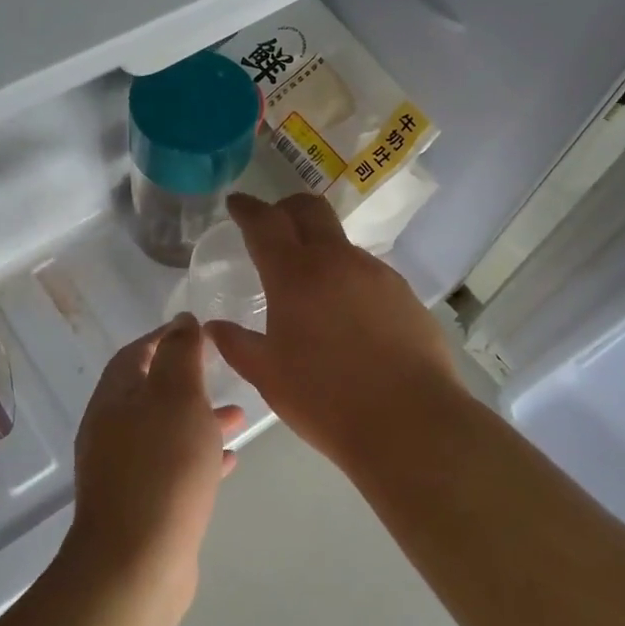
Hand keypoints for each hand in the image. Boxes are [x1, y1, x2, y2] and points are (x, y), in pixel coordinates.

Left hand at [63, 315, 241, 605]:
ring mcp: (124, 471)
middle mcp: (111, 431)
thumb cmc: (162, 467)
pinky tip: (229, 461)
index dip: (166, 337)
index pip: (136, 353)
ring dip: (199, 419)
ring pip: (166, 431)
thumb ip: (180, 353)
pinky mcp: (141, 505)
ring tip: (239, 416)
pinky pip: (173, 468)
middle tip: (223, 371)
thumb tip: (181, 320)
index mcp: (114, 399)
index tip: (200, 330)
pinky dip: (199, 457)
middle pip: (151, 392)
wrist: (137, 564)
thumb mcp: (177, 396)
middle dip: (188, 380)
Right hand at [206, 193, 461, 463]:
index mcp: (295, 275)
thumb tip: (214, 326)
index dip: (247, 208)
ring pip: (341, 243)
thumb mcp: (268, 376)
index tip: (236, 203)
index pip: (265, 222)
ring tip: (310, 288)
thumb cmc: (326, 399)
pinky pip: (367, 273)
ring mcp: (377, 274)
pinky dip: (347, 279)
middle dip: (286, 208)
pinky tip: (347, 317)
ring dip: (320, 249)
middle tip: (272, 225)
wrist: (410, 422)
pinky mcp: (404, 294)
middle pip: (310, 209)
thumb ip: (237, 345)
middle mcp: (337, 261)